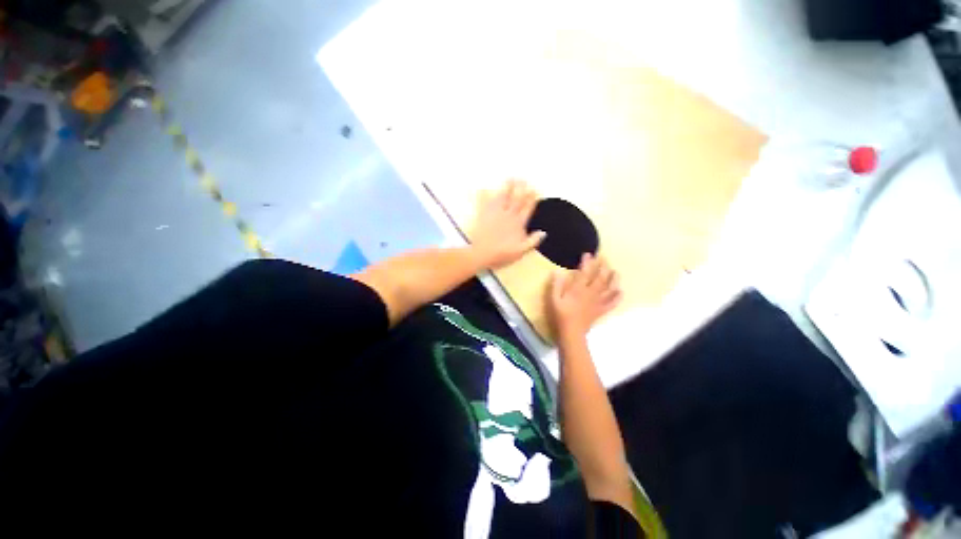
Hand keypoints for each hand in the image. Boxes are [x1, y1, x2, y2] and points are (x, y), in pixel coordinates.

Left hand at [470, 180, 546, 269]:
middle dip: (521, 188)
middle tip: (524, 180)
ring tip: (510, 178)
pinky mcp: (484, 214)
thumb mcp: (521, 251)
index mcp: (518, 223)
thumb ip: (533, 241)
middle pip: (517, 198)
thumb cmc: (502, 253)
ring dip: (507, 187)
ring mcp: (495, 213)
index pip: (528, 208)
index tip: (535, 190)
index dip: (532, 198)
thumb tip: (543, 233)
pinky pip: (483, 202)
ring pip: (503, 196)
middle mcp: (508, 215)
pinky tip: (483, 187)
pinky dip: (483, 194)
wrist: (483, 254)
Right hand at [548, 254, 621, 338]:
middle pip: (600, 278)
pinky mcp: (601, 310)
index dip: (587, 263)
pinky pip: (612, 303)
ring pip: (609, 289)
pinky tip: (620, 292)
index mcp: (578, 290)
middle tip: (605, 259)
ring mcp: (598, 302)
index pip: (584, 273)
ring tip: (616, 272)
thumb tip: (557, 271)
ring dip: (614, 280)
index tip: (588, 254)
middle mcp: (590, 293)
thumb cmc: (561, 315)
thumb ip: (556, 285)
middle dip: (603, 267)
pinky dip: (617, 297)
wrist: (571, 332)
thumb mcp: (553, 299)